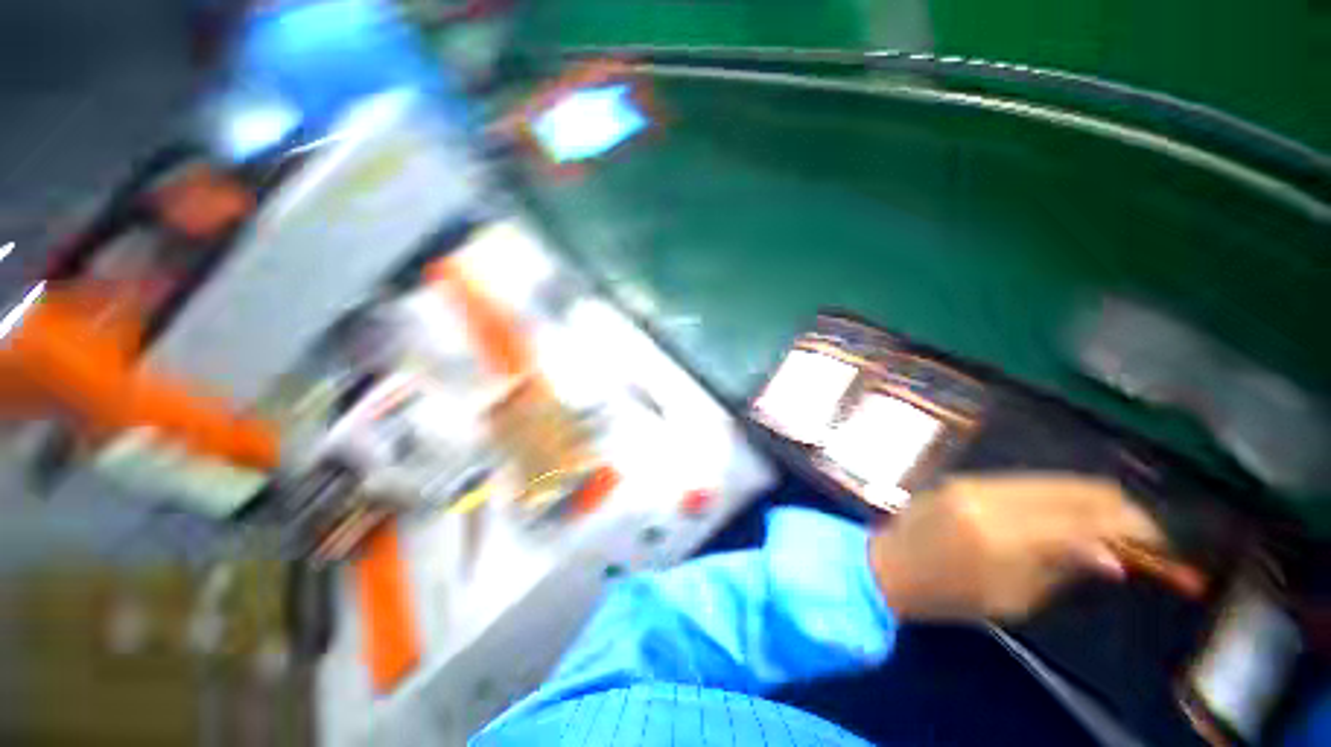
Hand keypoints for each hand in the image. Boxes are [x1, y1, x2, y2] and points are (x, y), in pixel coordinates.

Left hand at [868, 473, 1164, 621]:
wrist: (890, 564)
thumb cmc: (950, 594)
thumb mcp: (1013, 597)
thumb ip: (1061, 569)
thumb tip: (1114, 558)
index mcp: (1003, 534)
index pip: (1083, 519)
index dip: (1128, 525)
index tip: (1157, 538)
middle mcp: (989, 497)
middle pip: (1069, 488)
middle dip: (1113, 504)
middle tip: (1141, 526)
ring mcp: (971, 482)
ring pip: (1046, 479)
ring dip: (1085, 495)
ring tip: (1112, 518)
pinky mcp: (962, 478)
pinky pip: (1020, 480)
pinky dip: (1053, 492)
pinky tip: (1068, 507)